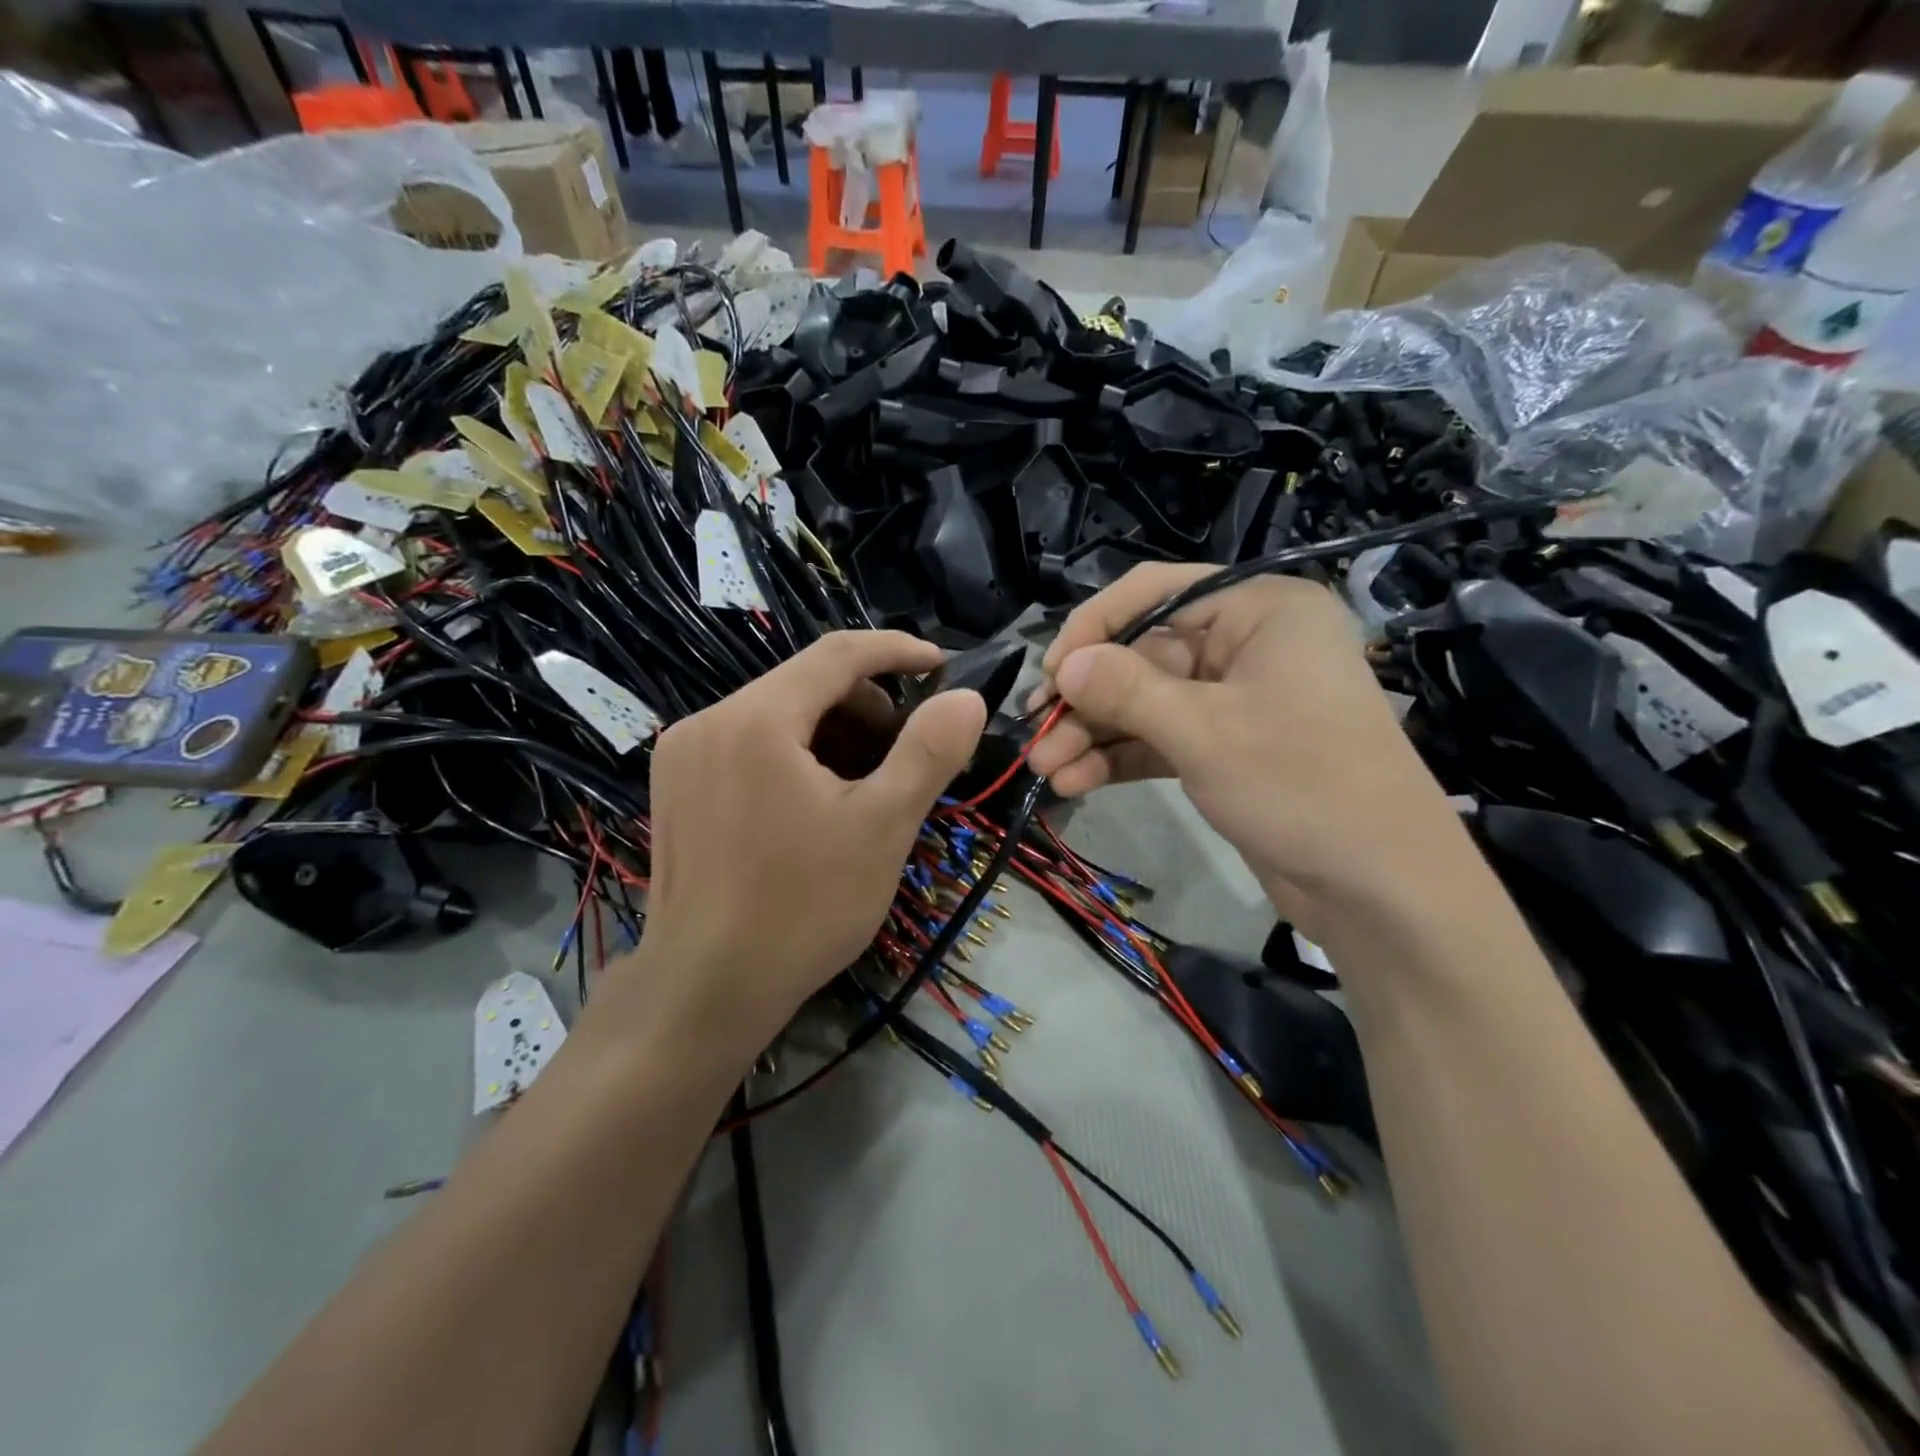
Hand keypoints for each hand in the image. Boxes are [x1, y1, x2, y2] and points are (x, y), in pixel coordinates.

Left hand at [630, 631, 986, 1052]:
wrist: (705, 991)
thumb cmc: (803, 908)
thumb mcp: (882, 827)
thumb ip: (928, 753)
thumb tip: (967, 699)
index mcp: (756, 719)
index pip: (837, 653)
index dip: (896, 652)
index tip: (941, 666)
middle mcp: (708, 721)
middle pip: (805, 684)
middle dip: (867, 707)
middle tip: (910, 753)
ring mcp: (683, 754)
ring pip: (778, 715)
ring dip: (834, 734)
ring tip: (870, 785)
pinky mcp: (676, 787)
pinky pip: (749, 744)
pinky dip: (797, 755)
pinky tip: (821, 803)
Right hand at [1026, 565, 1461, 919]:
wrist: (1379, 888)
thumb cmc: (1301, 784)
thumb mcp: (1204, 731)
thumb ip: (1126, 690)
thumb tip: (1064, 665)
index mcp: (1258, 609)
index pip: (1155, 593)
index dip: (1094, 628)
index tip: (1051, 673)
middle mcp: (1246, 644)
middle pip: (1143, 655)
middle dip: (1087, 700)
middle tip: (1036, 735)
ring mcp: (1236, 699)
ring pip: (1146, 703)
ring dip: (1094, 735)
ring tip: (1044, 770)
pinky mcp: (1226, 747)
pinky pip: (1161, 738)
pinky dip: (1120, 758)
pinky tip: (1074, 782)